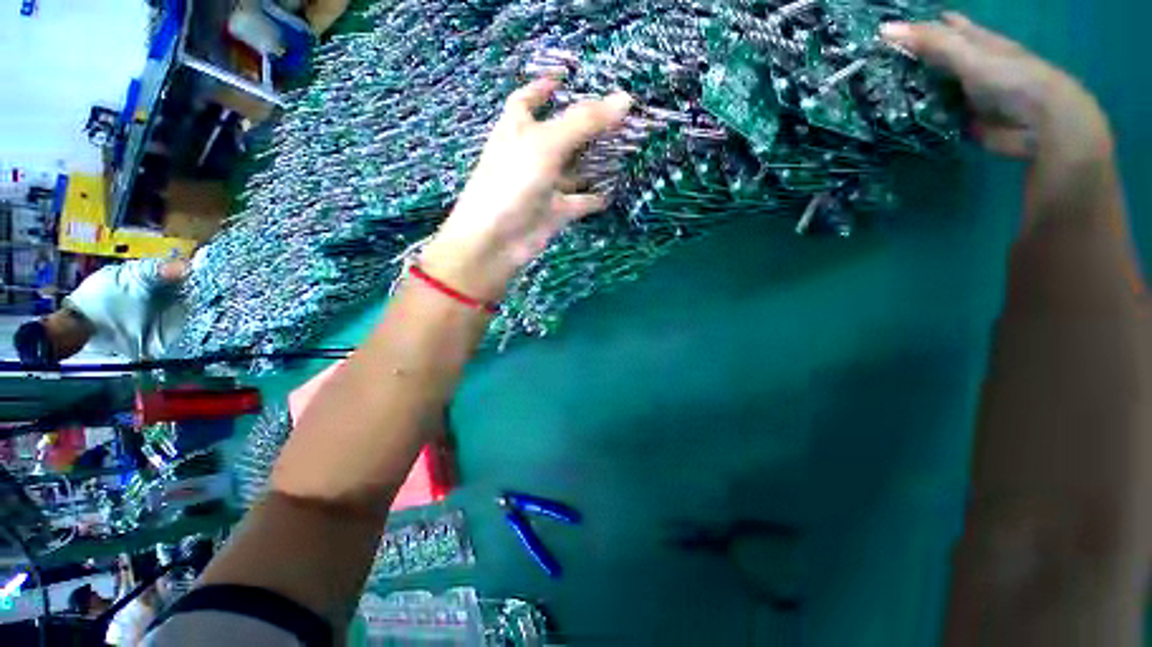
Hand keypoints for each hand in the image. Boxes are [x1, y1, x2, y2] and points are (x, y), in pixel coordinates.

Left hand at [421, 79, 632, 301]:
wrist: (497, 241)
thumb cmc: (512, 183)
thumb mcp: (546, 144)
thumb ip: (584, 122)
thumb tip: (626, 99)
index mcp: (516, 129)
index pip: (527, 99)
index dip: (543, 86)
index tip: (566, 76)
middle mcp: (530, 155)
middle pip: (560, 134)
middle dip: (584, 126)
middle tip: (616, 117)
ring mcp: (543, 186)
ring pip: (572, 169)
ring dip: (593, 163)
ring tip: (624, 150)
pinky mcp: (554, 212)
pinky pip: (579, 202)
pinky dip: (594, 198)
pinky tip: (613, 192)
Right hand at [882, 13, 1111, 163]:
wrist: (1037, 123)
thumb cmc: (1007, 77)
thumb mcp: (966, 53)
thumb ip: (929, 41)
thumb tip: (882, 29)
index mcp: (973, 42)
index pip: (943, 28)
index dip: (919, 26)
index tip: (887, 32)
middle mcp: (968, 66)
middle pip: (933, 60)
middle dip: (908, 62)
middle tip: (873, 66)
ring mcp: (964, 95)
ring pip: (930, 89)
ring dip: (907, 93)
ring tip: (873, 95)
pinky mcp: (960, 121)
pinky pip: (932, 117)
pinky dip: (915, 118)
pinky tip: (892, 119)